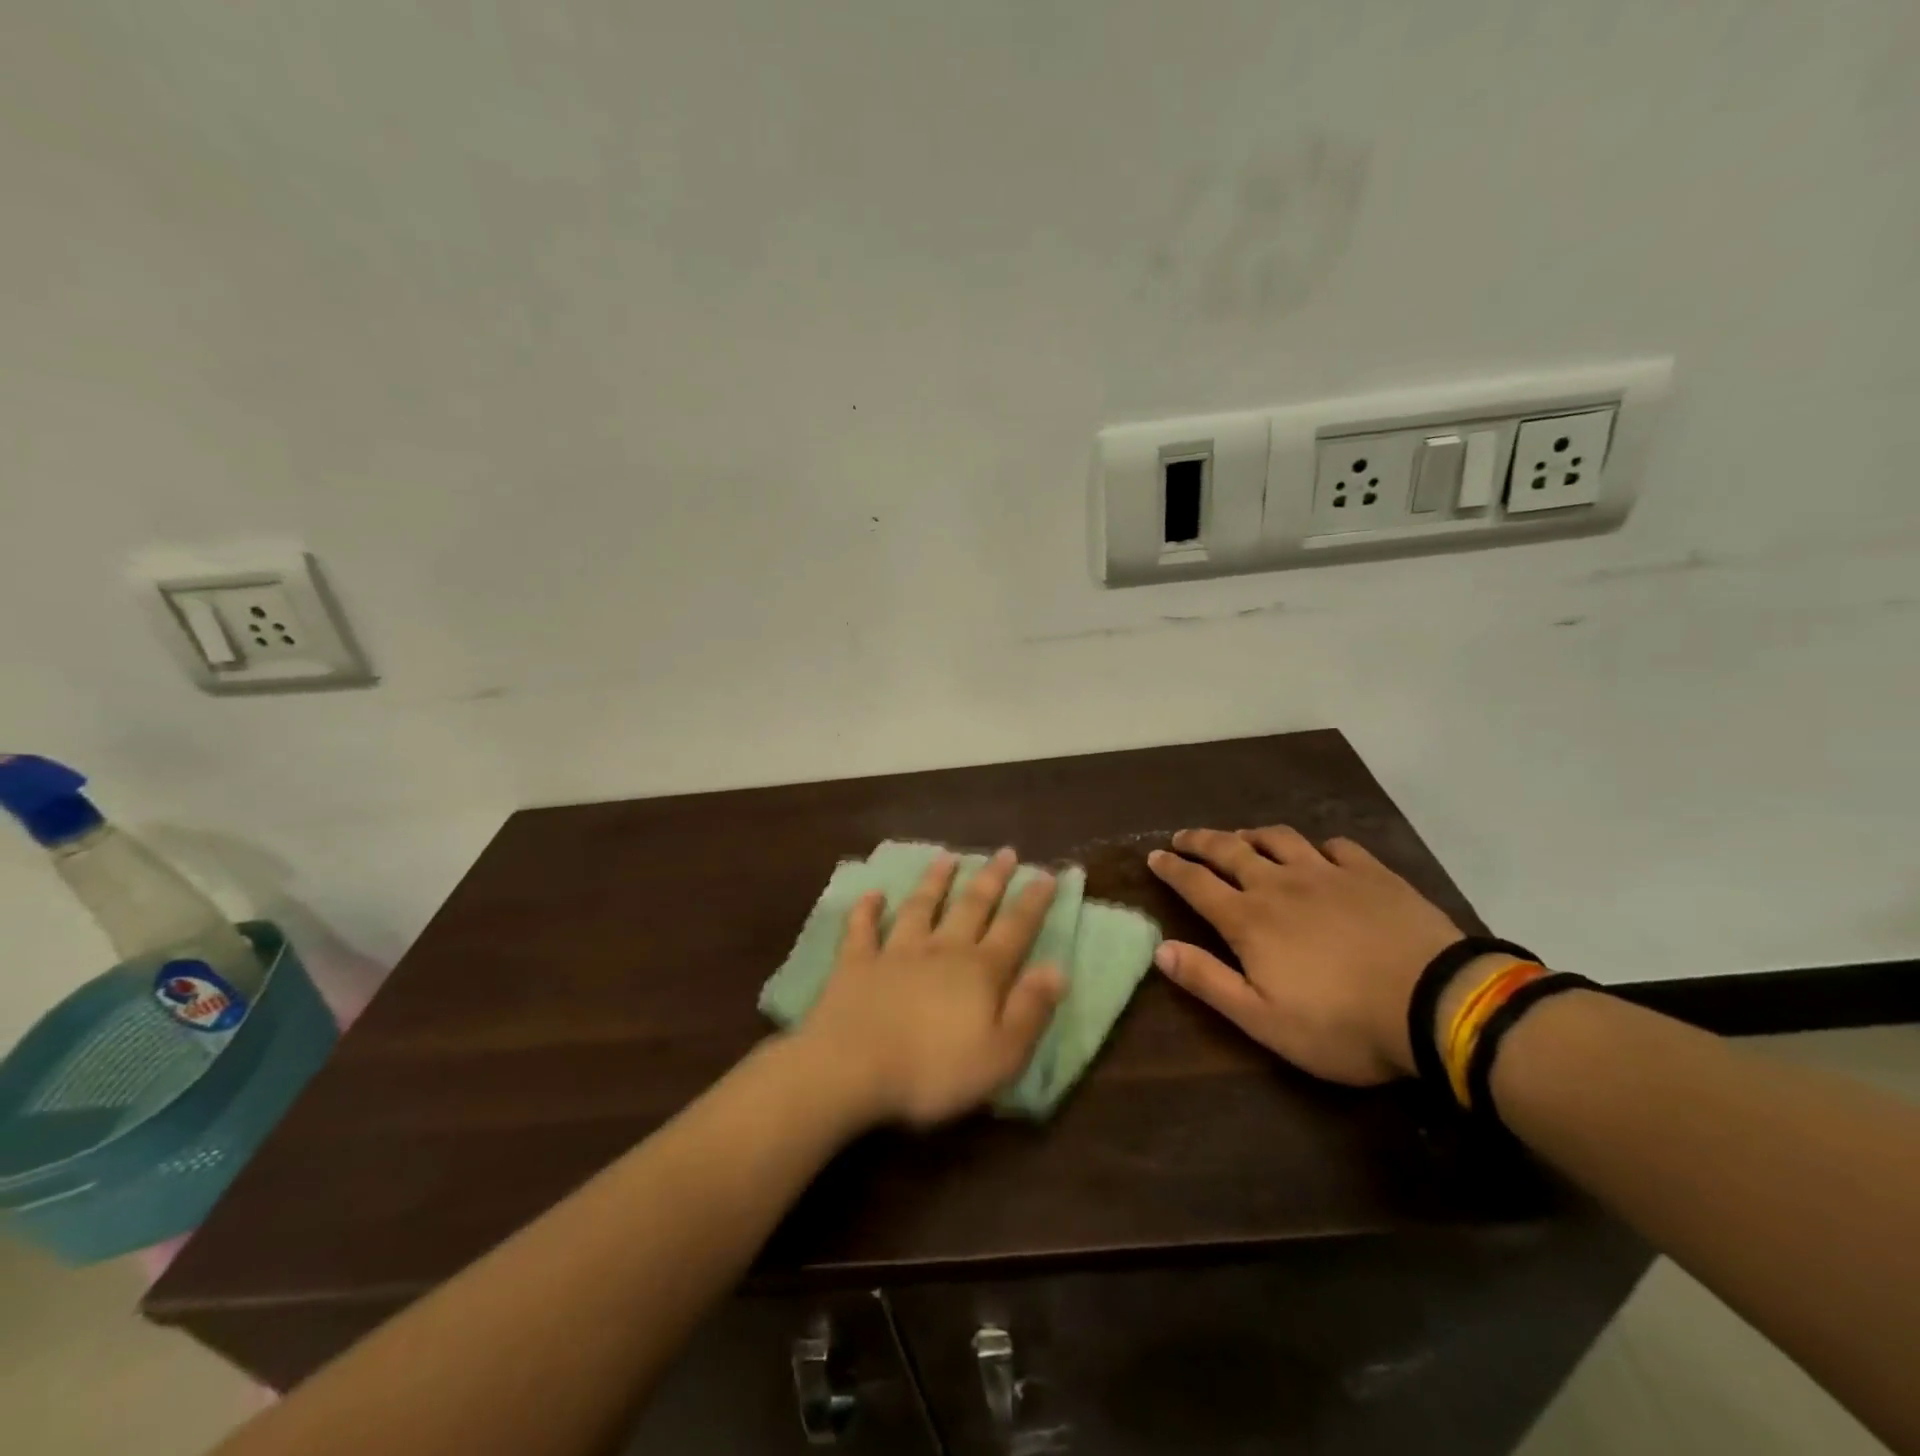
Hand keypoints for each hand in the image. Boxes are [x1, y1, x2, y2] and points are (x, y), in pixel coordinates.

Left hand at [797, 849, 1065, 1126]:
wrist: (852, 1069)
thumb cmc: (934, 1071)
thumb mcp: (1001, 1054)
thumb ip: (1030, 1009)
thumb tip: (1057, 968)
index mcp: (980, 972)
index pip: (1015, 929)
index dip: (1033, 902)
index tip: (1046, 874)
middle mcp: (941, 950)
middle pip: (971, 906)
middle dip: (991, 879)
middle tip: (1005, 852)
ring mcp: (896, 952)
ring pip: (920, 907)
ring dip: (935, 881)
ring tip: (947, 857)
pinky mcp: (856, 963)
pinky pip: (862, 929)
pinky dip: (867, 910)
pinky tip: (872, 894)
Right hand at [1147, 827, 1463, 1085]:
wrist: (1437, 1004)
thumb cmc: (1341, 1023)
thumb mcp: (1263, 1019)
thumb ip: (1208, 981)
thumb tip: (1160, 949)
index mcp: (1249, 919)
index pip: (1197, 884)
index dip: (1172, 868)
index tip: (1154, 855)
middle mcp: (1280, 884)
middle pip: (1230, 850)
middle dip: (1201, 841)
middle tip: (1183, 837)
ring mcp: (1328, 874)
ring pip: (1279, 839)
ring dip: (1253, 835)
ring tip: (1242, 837)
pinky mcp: (1372, 874)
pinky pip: (1336, 846)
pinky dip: (1318, 846)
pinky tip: (1319, 853)